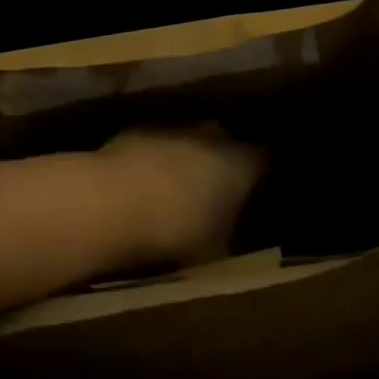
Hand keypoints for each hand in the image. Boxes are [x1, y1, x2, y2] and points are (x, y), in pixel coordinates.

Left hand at [99, 128, 265, 266]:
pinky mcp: (140, 128)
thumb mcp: (214, 251)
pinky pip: (159, 142)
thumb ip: (229, 235)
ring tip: (179, 185)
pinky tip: (145, 180)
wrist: (111, 203)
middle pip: (228, 142)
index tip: (263, 186)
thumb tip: (232, 233)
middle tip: (218, 189)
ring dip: (188, 156)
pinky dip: (157, 157)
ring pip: (191, 138)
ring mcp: (176, 127)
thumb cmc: (175, 232)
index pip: (267, 158)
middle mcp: (214, 136)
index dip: (265, 171)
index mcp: (242, 164)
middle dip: (224, 161)